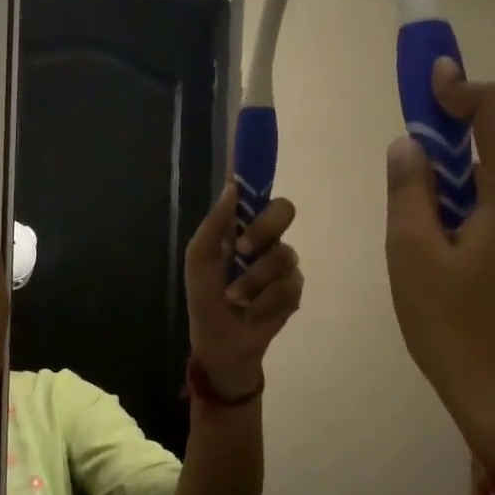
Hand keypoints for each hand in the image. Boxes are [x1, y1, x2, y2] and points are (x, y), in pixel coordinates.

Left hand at [183, 183, 303, 399]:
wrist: (220, 343)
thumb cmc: (205, 299)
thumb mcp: (199, 261)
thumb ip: (214, 225)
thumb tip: (232, 187)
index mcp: (241, 229)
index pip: (255, 194)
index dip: (258, 172)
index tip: (257, 150)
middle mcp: (267, 240)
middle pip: (284, 211)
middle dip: (264, 229)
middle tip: (243, 249)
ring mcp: (284, 266)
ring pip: (283, 256)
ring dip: (253, 281)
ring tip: (235, 300)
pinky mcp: (294, 292)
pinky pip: (288, 287)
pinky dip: (264, 303)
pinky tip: (252, 314)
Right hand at [384, 61, 494, 494]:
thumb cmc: (458, 330)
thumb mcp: (413, 257)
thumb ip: (409, 193)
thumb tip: (408, 147)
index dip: (462, 86)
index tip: (426, 81)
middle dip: (452, 135)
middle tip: (405, 157)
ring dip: (455, 181)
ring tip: (412, 220)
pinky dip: (467, 212)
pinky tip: (437, 253)